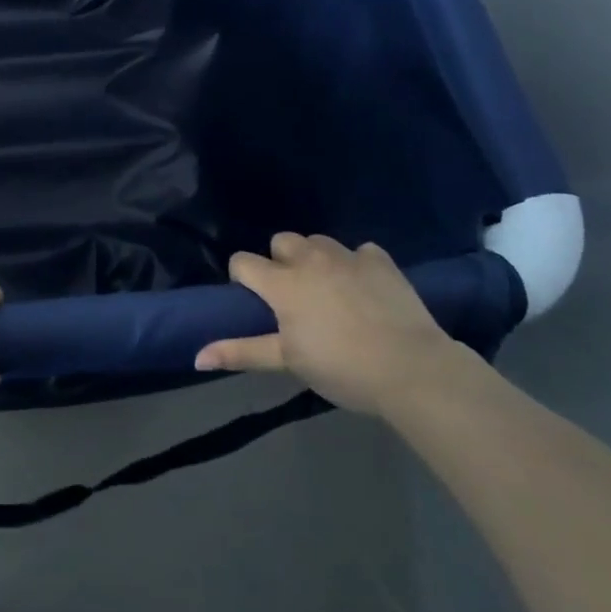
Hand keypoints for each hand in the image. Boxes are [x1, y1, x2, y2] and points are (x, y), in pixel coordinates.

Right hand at [194, 233, 461, 415]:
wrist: (413, 370)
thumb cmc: (342, 368)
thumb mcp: (288, 363)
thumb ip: (242, 351)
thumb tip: (196, 356)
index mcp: (282, 283)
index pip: (243, 261)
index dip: (243, 279)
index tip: (256, 303)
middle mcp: (309, 259)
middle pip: (281, 241)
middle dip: (281, 263)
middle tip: (295, 297)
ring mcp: (347, 255)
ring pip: (318, 241)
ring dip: (316, 259)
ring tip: (328, 290)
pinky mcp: (380, 260)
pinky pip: (360, 251)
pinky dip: (357, 265)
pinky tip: (366, 289)